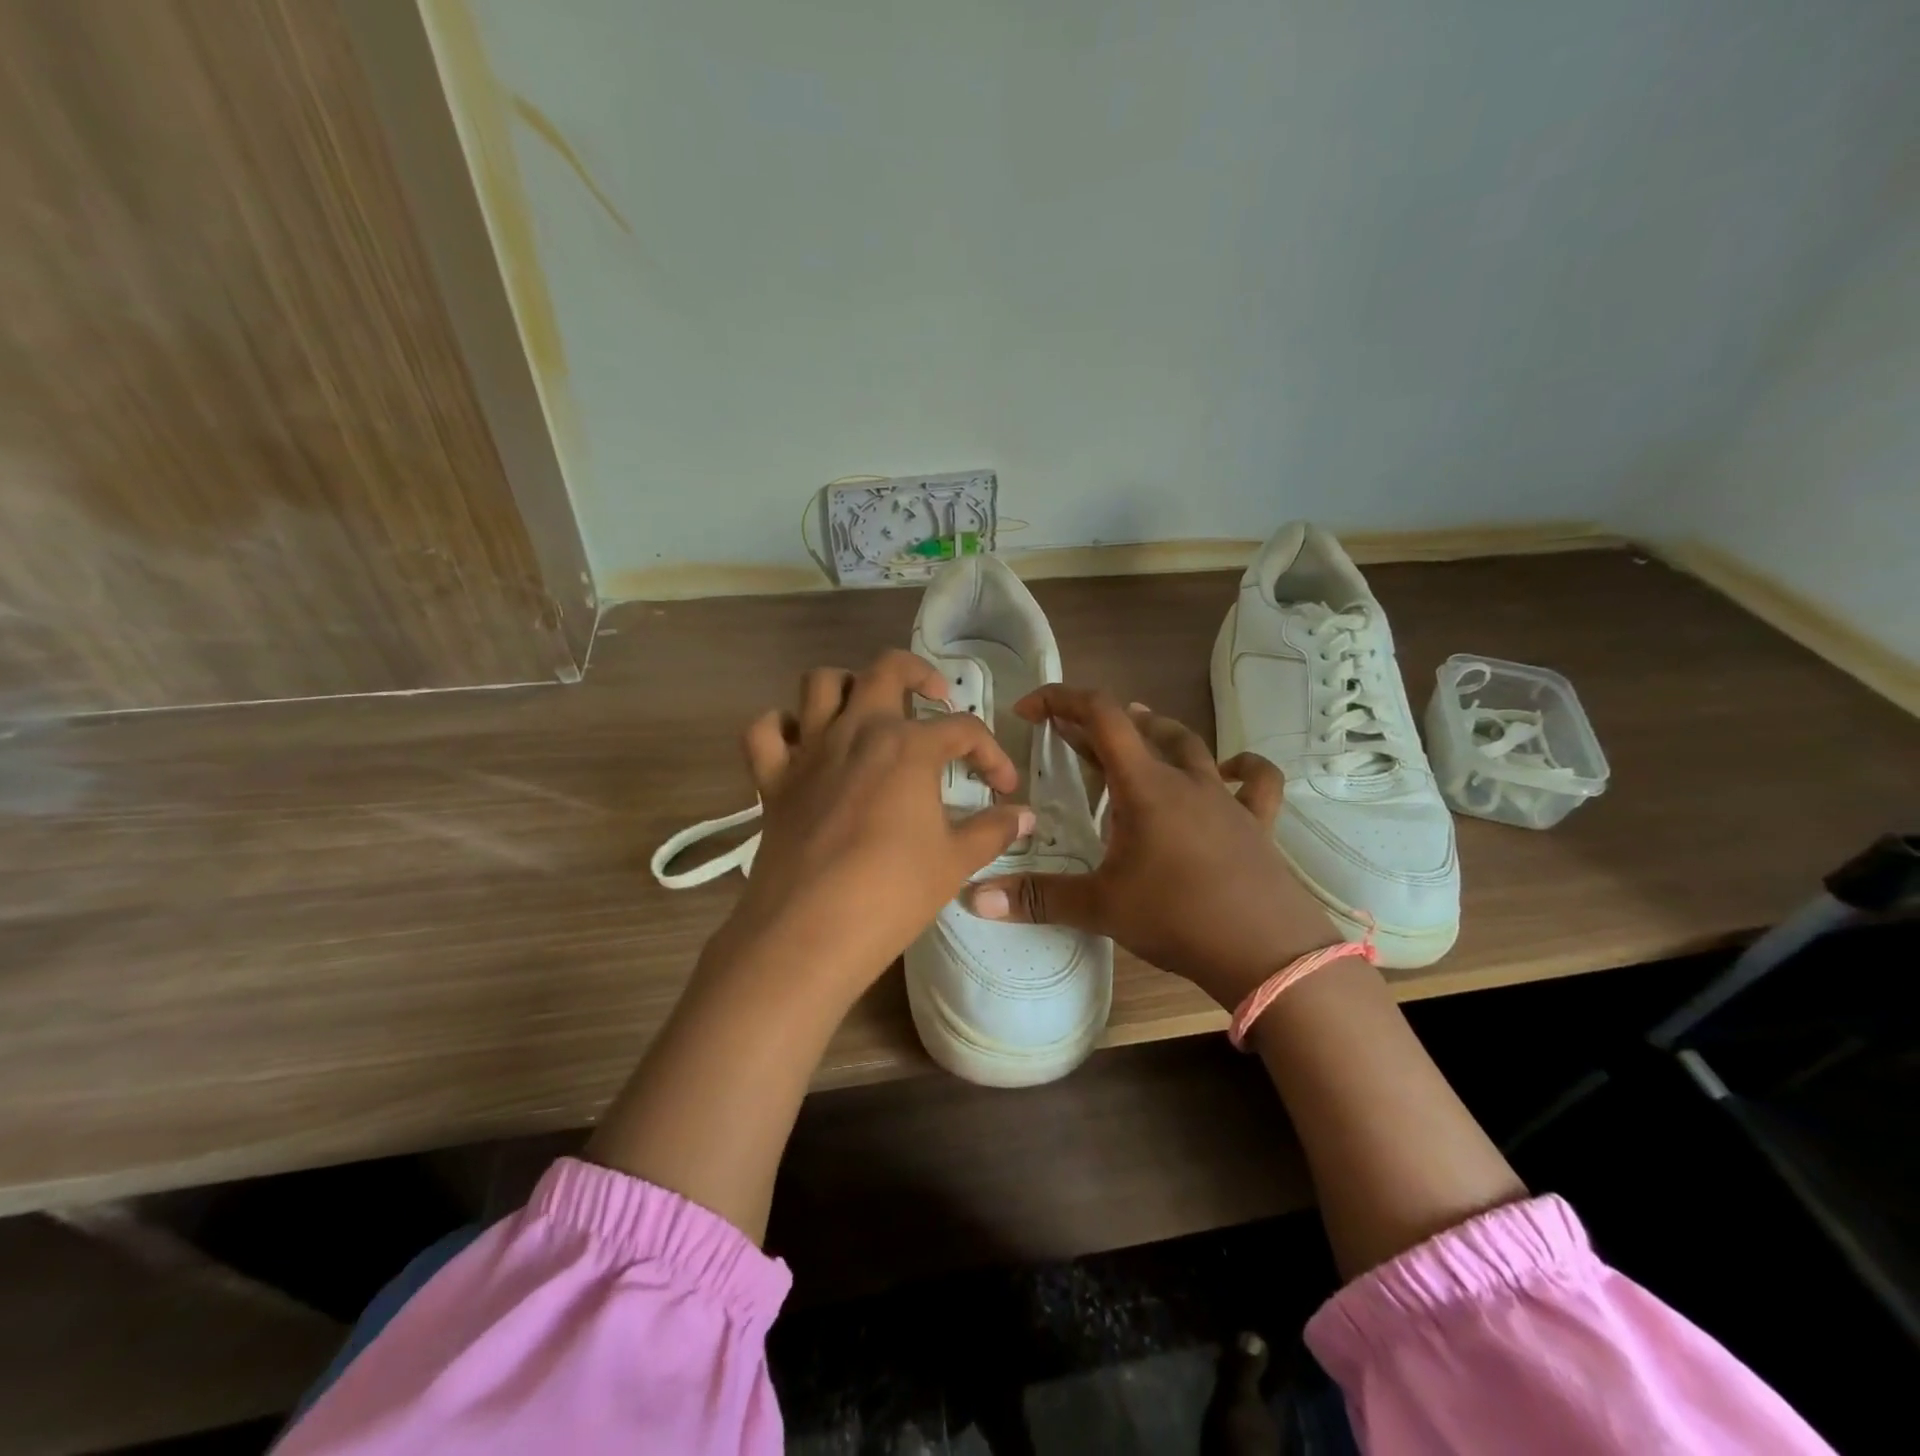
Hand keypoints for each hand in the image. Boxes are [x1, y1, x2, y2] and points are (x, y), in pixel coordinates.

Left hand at [713, 650, 1032, 994]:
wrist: (808, 932)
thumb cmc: (891, 893)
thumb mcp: (955, 862)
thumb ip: (993, 830)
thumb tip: (1024, 816)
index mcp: (908, 746)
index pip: (963, 729)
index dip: (991, 753)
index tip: (1002, 787)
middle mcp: (857, 731)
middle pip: (886, 669)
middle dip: (918, 673)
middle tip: (935, 698)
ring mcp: (809, 751)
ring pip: (820, 684)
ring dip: (848, 686)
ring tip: (869, 712)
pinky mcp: (772, 779)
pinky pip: (765, 731)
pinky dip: (781, 727)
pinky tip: (802, 745)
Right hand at [966, 688, 1335, 1007]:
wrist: (1268, 954)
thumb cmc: (1179, 918)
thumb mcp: (1101, 908)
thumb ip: (1038, 898)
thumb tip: (973, 898)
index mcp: (1145, 785)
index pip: (1100, 715)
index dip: (1061, 700)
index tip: (1029, 710)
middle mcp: (1187, 779)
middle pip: (1141, 727)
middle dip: (1098, 723)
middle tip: (1069, 737)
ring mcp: (1226, 799)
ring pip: (1190, 745)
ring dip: (1156, 733)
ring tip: (1134, 734)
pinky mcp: (1256, 823)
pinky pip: (1255, 781)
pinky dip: (1240, 767)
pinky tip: (1229, 768)